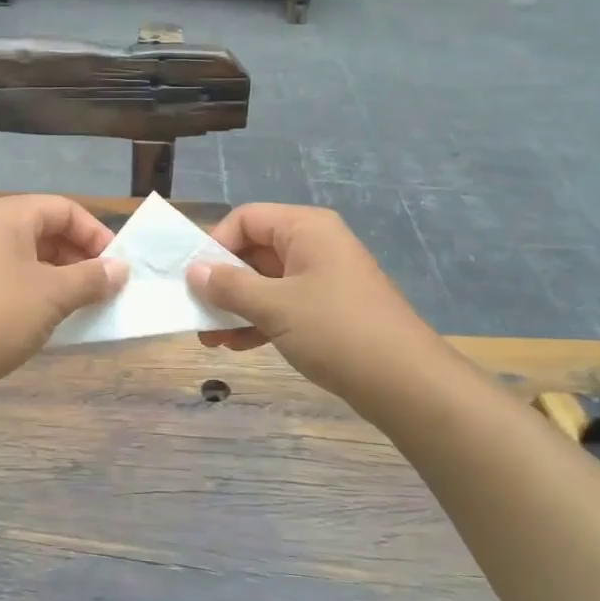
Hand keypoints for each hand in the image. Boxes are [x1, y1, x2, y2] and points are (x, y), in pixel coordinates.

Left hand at [0, 195, 126, 383]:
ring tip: (85, 306)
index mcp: (8, 215)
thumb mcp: (54, 294)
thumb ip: (91, 278)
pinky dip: (41, 293)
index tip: (118, 266)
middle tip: (105, 288)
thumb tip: (121, 269)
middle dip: (81, 257)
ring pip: (33, 258)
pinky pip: (16, 280)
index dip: (96, 234)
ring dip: (64, 278)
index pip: (65, 209)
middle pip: (48, 230)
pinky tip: (55, 319)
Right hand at [186, 204, 431, 398]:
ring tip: (211, 339)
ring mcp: (323, 278)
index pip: (246, 218)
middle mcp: (315, 245)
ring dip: (237, 306)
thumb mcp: (274, 306)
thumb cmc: (335, 330)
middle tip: (197, 314)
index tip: (196, 279)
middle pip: (254, 250)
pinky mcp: (329, 309)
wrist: (405, 382)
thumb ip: (230, 286)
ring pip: (266, 281)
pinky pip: (284, 304)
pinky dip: (259, 320)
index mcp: (305, 228)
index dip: (216, 244)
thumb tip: (194, 271)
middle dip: (223, 282)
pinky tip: (238, 345)